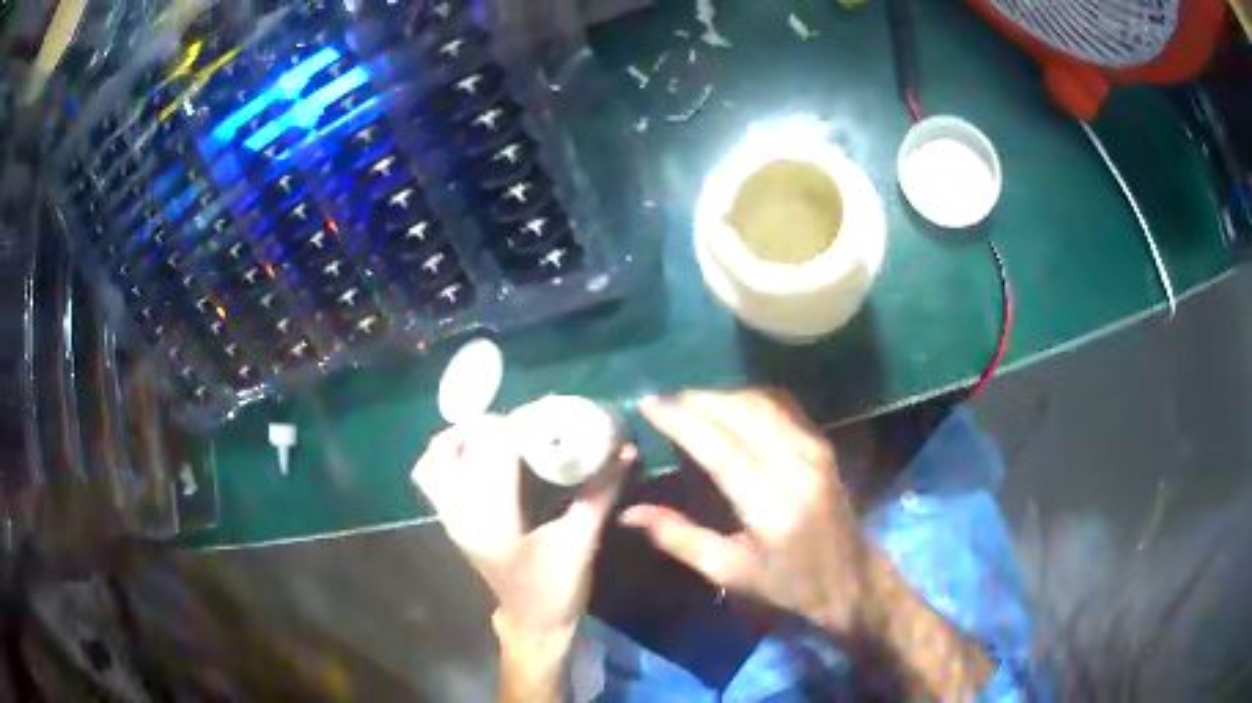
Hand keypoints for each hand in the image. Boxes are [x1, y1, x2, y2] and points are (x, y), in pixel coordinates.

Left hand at [412, 415, 633, 636]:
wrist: (532, 621)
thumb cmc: (558, 588)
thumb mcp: (581, 542)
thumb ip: (599, 494)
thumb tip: (625, 451)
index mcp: (494, 522)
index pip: (493, 453)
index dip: (518, 424)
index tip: (547, 415)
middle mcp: (461, 514)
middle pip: (462, 445)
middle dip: (495, 424)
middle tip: (529, 424)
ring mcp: (448, 517)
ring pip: (437, 455)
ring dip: (465, 434)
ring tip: (499, 433)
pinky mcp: (446, 520)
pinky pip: (428, 474)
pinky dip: (443, 453)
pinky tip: (472, 451)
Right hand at [621, 390, 873, 633]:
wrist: (852, 577)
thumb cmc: (788, 583)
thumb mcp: (730, 572)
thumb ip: (680, 539)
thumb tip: (629, 512)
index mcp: (773, 510)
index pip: (723, 451)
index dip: (683, 422)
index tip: (649, 405)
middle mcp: (799, 470)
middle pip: (743, 416)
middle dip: (698, 400)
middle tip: (663, 400)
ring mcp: (816, 451)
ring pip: (762, 403)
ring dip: (721, 396)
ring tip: (687, 401)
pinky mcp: (823, 443)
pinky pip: (781, 406)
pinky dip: (748, 397)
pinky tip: (726, 403)